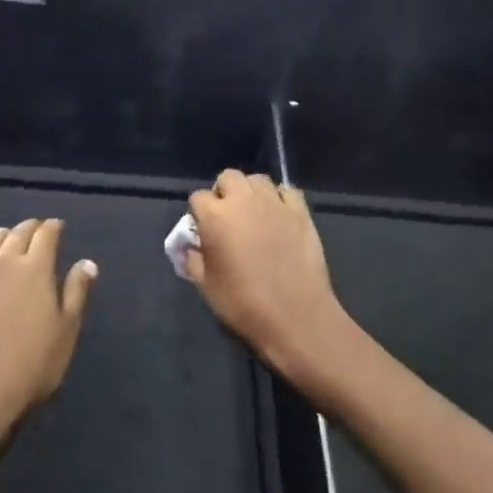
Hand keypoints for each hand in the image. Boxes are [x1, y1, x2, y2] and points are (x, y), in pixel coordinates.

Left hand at [0, 219, 97, 431]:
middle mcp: (4, 264)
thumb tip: (87, 262)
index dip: (53, 228)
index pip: (46, 236)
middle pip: (16, 235)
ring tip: (5, 234)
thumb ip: (77, 292)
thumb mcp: (67, 329)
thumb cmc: (34, 363)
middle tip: (36, 228)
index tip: (58, 226)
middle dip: (29, 228)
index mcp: (36, 269)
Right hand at [186, 171, 352, 398]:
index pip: (197, 197)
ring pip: (258, 179)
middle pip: (228, 177)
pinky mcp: (301, 212)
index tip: (203, 231)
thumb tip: (191, 248)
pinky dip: (280, 198)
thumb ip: (193, 260)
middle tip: (227, 217)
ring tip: (253, 213)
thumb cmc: (242, 303)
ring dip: (251, 191)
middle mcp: (243, 200)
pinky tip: (279, 216)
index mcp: (214, 216)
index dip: (198, 213)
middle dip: (224, 192)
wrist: (294, 315)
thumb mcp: (205, 286)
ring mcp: (275, 203)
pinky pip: (288, 191)